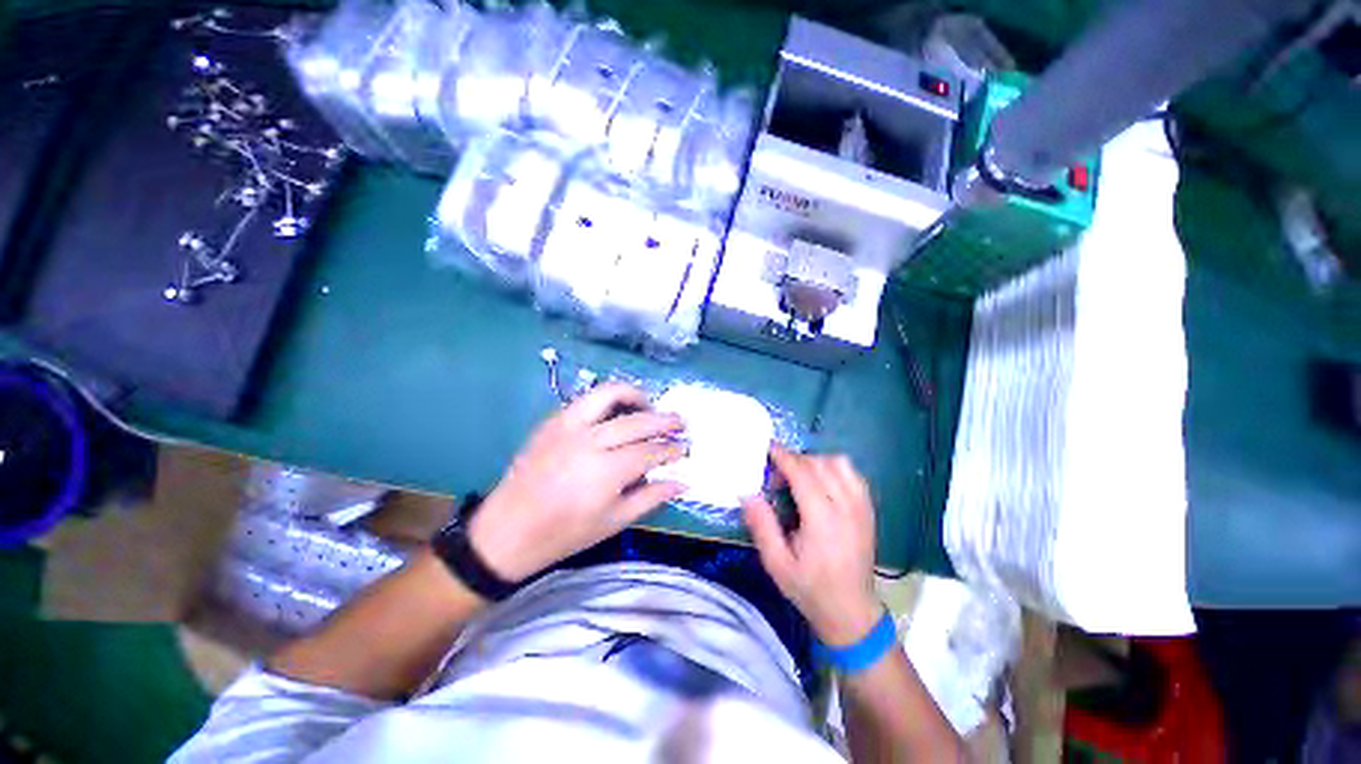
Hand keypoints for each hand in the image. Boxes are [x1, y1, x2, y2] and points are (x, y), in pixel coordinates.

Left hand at [468, 383, 686, 583]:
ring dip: (636, 396)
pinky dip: (608, 399)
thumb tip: (682, 482)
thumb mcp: (614, 522)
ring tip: (650, 406)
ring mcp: (568, 425)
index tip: (684, 447)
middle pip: (637, 420)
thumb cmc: (564, 533)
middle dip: (664, 420)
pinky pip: (587, 399)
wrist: (507, 531)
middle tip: (680, 423)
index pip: (650, 450)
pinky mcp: (552, 420)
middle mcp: (589, 441)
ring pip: (610, 394)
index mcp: (606, 471)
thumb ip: (651, 497)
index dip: (671, 448)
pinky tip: (617, 413)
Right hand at [742, 447, 882, 645]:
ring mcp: (861, 506)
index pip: (802, 473)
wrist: (851, 612)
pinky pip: (853, 474)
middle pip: (819, 463)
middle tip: (777, 477)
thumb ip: (762, 525)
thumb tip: (747, 493)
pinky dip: (835, 469)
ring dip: (816, 462)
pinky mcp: (869, 509)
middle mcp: (845, 506)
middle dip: (794, 460)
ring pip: (839, 463)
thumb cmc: (810, 588)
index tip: (768, 448)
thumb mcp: (777, 563)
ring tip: (800, 478)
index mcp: (822, 519)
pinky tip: (822, 483)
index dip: (783, 456)